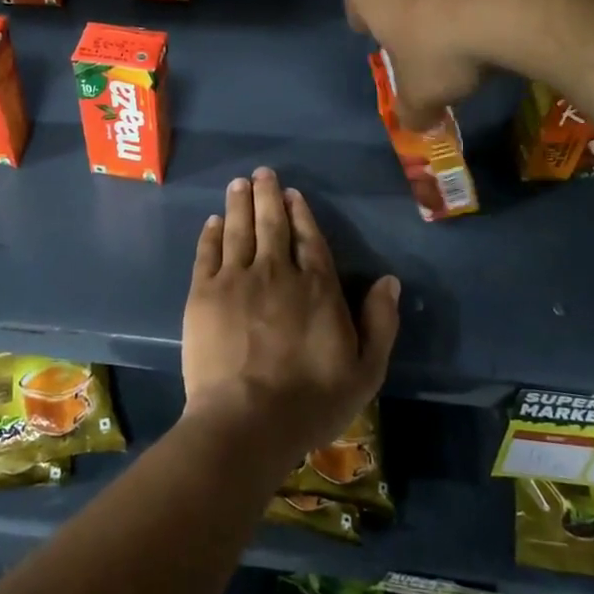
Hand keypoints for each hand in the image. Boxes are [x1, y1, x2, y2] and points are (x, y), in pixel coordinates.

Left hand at [181, 168, 399, 478]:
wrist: (247, 420)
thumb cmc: (311, 401)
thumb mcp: (365, 371)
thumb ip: (380, 323)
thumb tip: (389, 281)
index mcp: (316, 287)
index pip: (310, 239)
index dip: (300, 213)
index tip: (292, 195)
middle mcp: (277, 272)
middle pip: (272, 224)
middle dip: (268, 195)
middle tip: (262, 173)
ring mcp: (237, 279)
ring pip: (239, 230)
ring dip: (240, 203)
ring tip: (239, 183)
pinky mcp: (204, 293)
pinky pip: (208, 253)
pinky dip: (212, 233)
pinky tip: (214, 221)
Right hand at [346, 0, 538, 128]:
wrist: (510, 6)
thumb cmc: (441, 50)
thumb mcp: (420, 96)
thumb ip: (411, 112)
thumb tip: (415, 124)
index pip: (354, 9)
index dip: (367, 31)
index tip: (383, 48)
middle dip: (405, 17)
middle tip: (421, 49)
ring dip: (442, 6)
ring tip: (463, 38)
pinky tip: (493, 24)